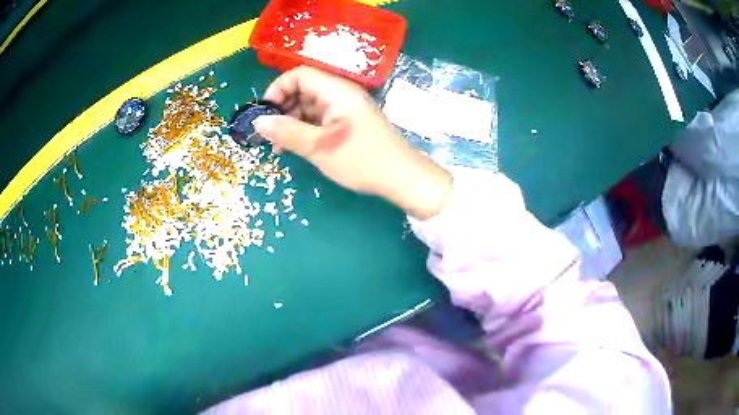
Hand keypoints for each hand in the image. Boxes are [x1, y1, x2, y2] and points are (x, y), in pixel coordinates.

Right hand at [254, 66, 451, 219]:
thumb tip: (258, 122)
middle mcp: (340, 93)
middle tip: (270, 135)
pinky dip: (305, 129)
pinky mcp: (347, 122)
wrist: (401, 177)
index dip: (278, 89)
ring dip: (291, 122)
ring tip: (280, 146)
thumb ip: (287, 132)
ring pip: (309, 106)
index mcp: (336, 90)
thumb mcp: (319, 147)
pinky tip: (295, 147)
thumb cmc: (361, 160)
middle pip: (303, 89)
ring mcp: (345, 108)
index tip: (265, 113)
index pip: (299, 74)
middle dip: (282, 109)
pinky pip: (319, 118)